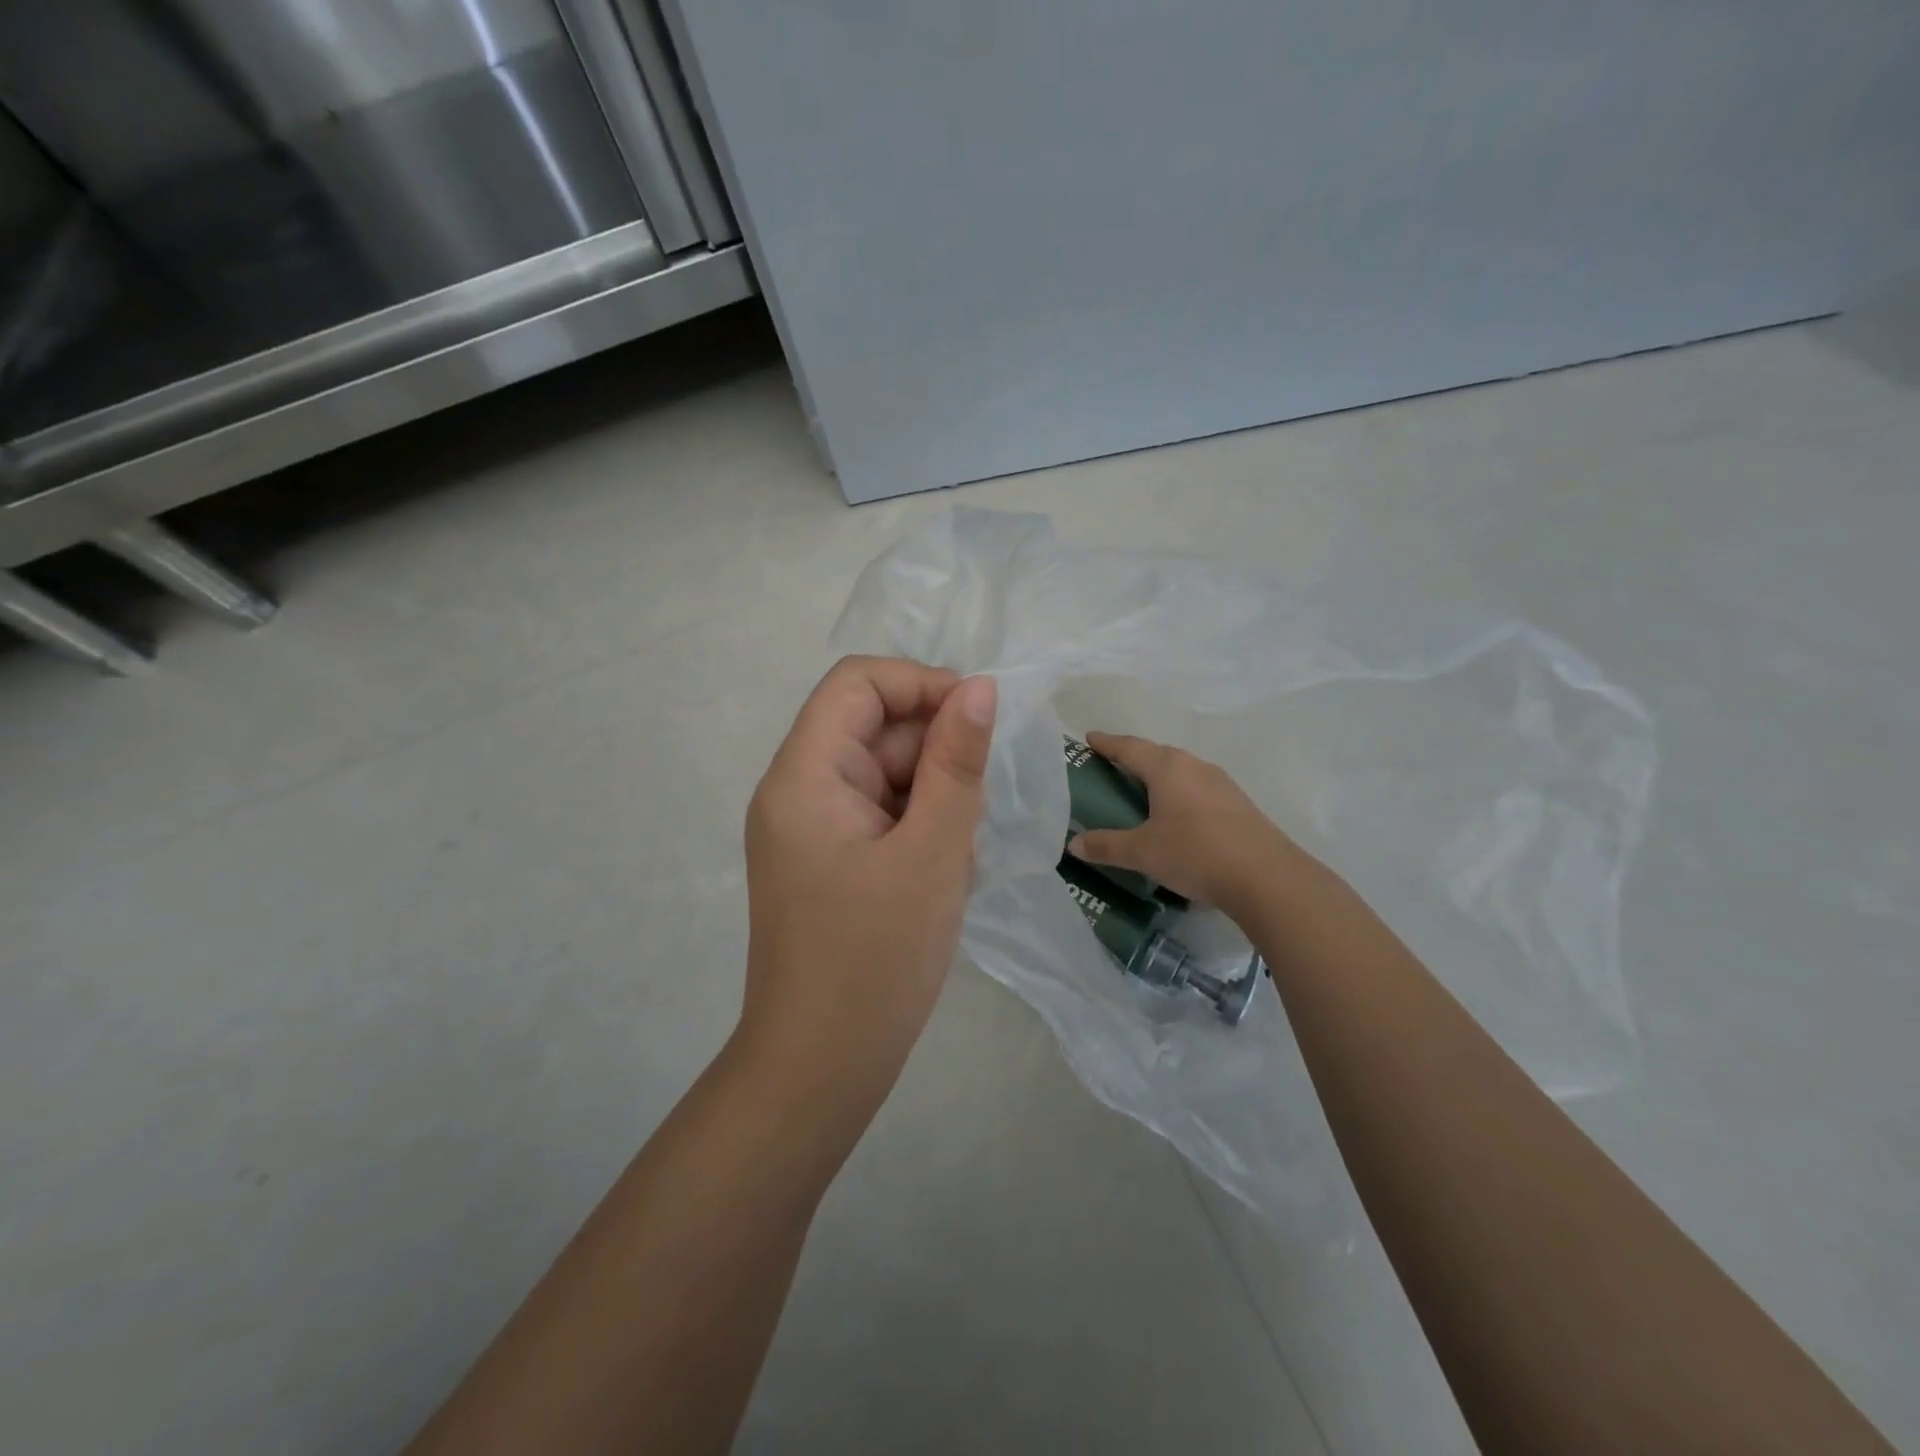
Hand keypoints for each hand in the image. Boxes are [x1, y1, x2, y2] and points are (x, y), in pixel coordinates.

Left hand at [739, 656, 996, 1112]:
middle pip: (871, 729)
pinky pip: (878, 814)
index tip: (978, 719)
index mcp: (804, 775)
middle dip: (934, 753)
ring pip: (882, 774)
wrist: (821, 1068)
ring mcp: (810, 829)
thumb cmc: (877, 958)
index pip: (857, 684)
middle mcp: (797, 791)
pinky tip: (942, 872)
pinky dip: (918, 827)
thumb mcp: (933, 851)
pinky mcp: (827, 860)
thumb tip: (978, 687)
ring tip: (957, 852)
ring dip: (932, 796)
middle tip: (975, 809)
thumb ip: (957, 762)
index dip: (920, 684)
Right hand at [1067, 731, 1303, 919]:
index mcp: (1167, 767)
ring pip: (1180, 770)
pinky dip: (1178, 792)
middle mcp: (1194, 766)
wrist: (1266, 877)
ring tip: (1140, 788)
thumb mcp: (1143, 852)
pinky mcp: (1237, 803)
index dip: (1106, 743)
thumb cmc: (1195, 853)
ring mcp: (1220, 783)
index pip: (1128, 747)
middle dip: (1132, 756)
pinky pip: (1197, 787)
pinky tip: (1176, 812)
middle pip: (1156, 754)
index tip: (1089, 738)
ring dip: (1158, 774)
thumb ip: (1107, 846)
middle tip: (1110, 765)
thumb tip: (1073, 844)